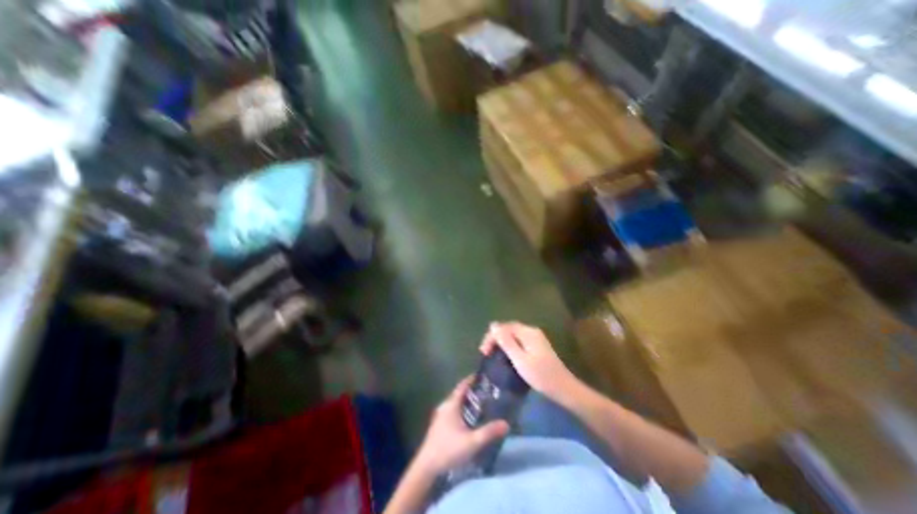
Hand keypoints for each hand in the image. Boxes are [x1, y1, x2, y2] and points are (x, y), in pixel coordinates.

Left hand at [414, 378, 508, 473]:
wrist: (427, 466)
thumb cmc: (449, 449)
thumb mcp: (472, 441)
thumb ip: (489, 432)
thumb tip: (506, 423)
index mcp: (451, 404)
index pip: (462, 385)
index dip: (471, 379)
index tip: (482, 376)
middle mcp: (445, 406)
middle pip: (459, 393)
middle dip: (471, 391)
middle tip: (486, 391)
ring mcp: (440, 415)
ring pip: (455, 403)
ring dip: (466, 401)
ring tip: (480, 404)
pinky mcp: (439, 425)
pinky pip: (452, 411)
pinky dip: (461, 409)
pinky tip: (469, 419)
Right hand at [483, 320, 574, 400]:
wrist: (564, 389)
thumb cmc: (541, 376)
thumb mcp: (520, 359)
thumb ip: (506, 342)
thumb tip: (493, 325)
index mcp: (528, 332)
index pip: (504, 327)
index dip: (492, 336)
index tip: (483, 351)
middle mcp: (531, 331)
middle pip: (508, 329)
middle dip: (495, 339)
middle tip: (485, 353)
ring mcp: (535, 339)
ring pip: (513, 336)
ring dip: (501, 343)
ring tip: (492, 355)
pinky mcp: (537, 347)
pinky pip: (518, 342)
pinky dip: (509, 347)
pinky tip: (505, 356)